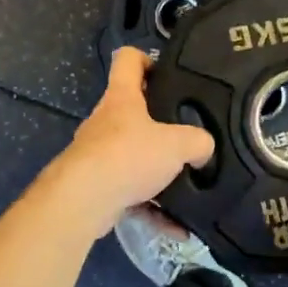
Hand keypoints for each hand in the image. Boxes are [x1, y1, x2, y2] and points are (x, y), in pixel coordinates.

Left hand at [46, 48, 214, 238]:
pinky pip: (131, 194)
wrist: (84, 200)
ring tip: (187, 187)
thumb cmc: (129, 156)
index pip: (128, 60)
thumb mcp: (178, 144)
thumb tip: (203, 151)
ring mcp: (97, 155)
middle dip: (160, 125)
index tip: (168, 74)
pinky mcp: (96, 186)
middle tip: (187, 137)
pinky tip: (177, 227)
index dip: (147, 59)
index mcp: (121, 98)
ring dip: (158, 173)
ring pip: (132, 157)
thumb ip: (199, 142)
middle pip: (132, 112)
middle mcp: (105, 121)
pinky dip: (153, 208)